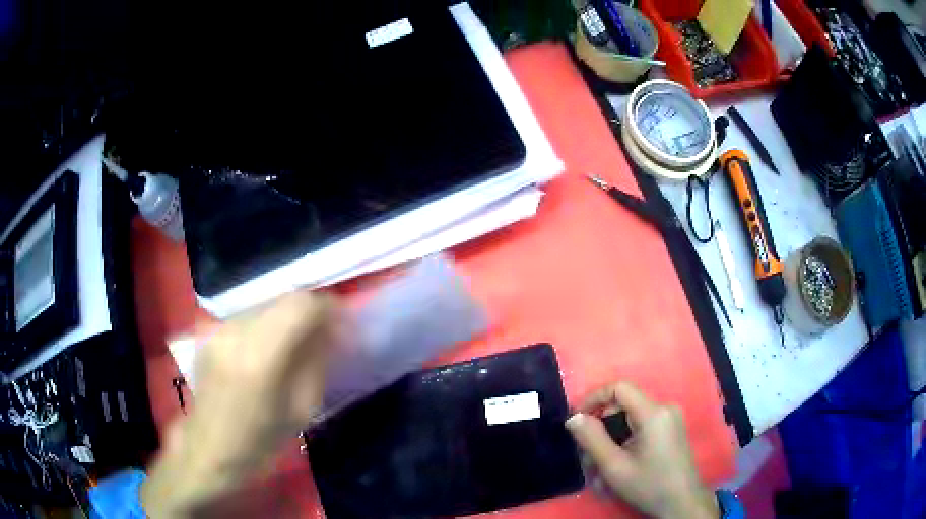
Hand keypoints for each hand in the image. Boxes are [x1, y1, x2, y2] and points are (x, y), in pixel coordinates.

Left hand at [142, 291, 339, 516]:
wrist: (207, 448)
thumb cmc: (258, 442)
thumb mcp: (300, 410)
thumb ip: (316, 363)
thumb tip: (331, 331)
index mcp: (259, 357)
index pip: (300, 305)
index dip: (328, 307)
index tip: (345, 324)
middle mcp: (235, 331)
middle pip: (284, 297)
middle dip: (311, 311)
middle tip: (328, 335)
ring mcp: (220, 328)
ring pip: (267, 303)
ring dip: (290, 316)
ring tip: (302, 342)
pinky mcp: (212, 331)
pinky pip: (251, 315)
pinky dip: (271, 323)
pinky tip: (274, 349)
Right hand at [565, 382, 718, 518]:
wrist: (682, 503)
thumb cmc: (649, 485)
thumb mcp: (614, 467)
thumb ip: (592, 439)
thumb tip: (573, 417)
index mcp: (653, 413)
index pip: (619, 388)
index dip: (593, 399)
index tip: (576, 421)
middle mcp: (665, 408)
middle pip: (623, 405)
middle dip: (601, 427)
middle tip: (586, 455)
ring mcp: (671, 419)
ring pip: (630, 418)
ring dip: (611, 438)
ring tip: (600, 467)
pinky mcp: (672, 429)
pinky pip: (641, 426)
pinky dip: (624, 441)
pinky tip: (618, 464)